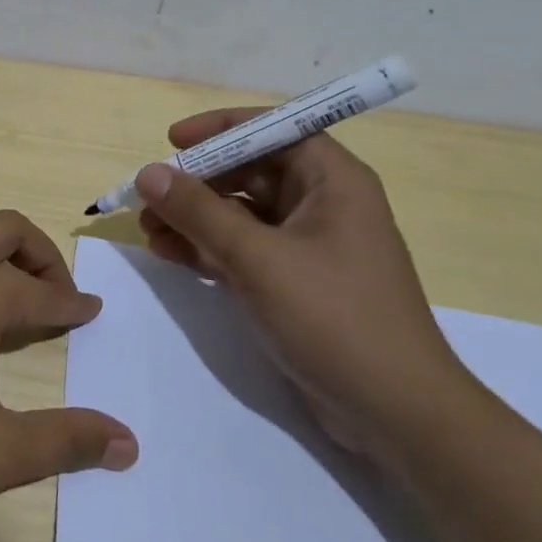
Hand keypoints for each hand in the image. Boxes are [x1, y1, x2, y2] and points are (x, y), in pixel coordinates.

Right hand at [135, 114, 473, 461]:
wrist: (394, 413)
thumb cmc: (335, 318)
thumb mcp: (259, 259)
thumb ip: (199, 212)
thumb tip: (148, 173)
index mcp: (332, 180)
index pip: (273, 130)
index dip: (221, 129)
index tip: (173, 140)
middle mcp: (322, 203)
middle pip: (249, 172)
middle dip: (197, 183)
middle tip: (148, 198)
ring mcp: (307, 245)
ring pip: (240, 214)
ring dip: (194, 218)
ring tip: (147, 231)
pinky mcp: (294, 282)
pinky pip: (243, 249)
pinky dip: (207, 249)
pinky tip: (169, 254)